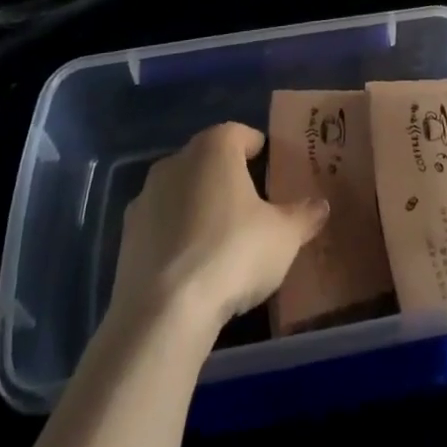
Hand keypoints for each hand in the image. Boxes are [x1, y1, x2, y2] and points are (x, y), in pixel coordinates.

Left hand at [110, 122, 328, 332]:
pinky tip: (192, 265)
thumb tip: (320, 206)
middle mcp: (176, 160)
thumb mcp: (283, 237)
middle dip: (228, 177)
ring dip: (199, 205)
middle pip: (209, 160)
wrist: (162, 312)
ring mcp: (146, 197)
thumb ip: (303, 216)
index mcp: (215, 148)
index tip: (271, 169)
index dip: (258, 149)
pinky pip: (161, 224)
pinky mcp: (126, 235)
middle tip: (251, 206)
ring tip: (220, 239)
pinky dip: (176, 235)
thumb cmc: (232, 254)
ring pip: (181, 191)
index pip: (241, 133)